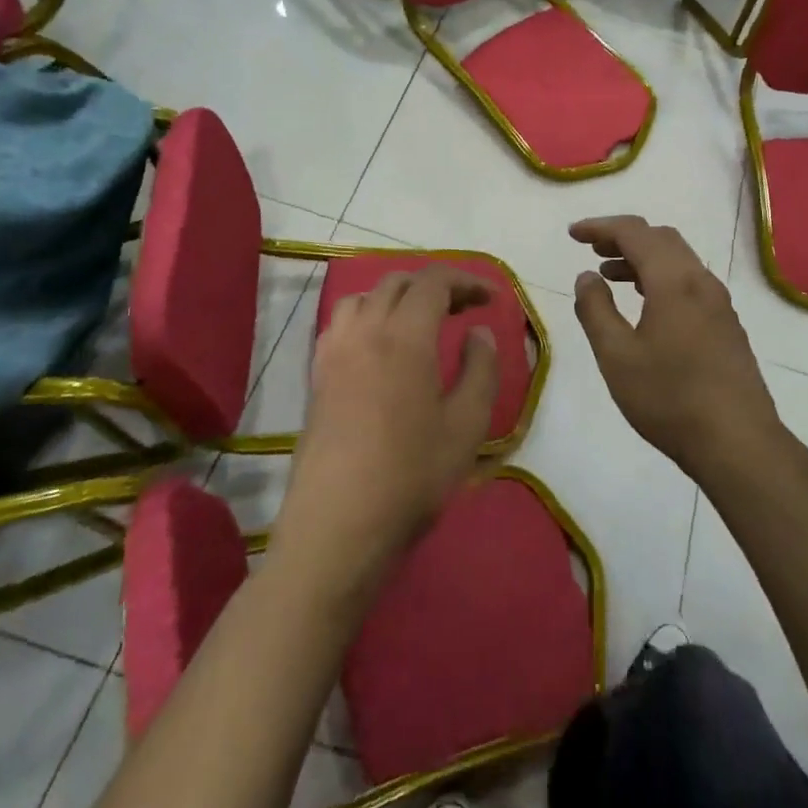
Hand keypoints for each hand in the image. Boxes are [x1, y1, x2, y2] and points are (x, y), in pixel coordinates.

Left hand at [273, 265, 498, 596]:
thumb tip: (478, 333)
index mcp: (404, 337)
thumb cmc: (411, 476)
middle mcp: (364, 332)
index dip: (466, 281)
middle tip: (463, 308)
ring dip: (397, 297)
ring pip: (364, 297)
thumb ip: (480, 370)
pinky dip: (368, 316)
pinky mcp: (316, 377)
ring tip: (421, 322)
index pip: (434, 282)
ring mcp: (333, 353)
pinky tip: (381, 348)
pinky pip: (342, 324)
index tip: (491, 298)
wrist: (338, 526)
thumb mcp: (467, 426)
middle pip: (397, 283)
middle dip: (434, 285)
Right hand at [570, 217, 783, 478]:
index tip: (573, 234)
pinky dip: (661, 279)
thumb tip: (586, 277)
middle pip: (661, 239)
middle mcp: (701, 282)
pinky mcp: (727, 326)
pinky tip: (646, 306)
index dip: (601, 227)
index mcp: (674, 281)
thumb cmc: (669, 398)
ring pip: (678, 261)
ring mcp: (719, 304)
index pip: (635, 233)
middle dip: (624, 238)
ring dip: (643, 259)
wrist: (738, 443)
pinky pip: (689, 283)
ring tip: (610, 276)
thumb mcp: (617, 356)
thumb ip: (596, 310)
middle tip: (592, 250)